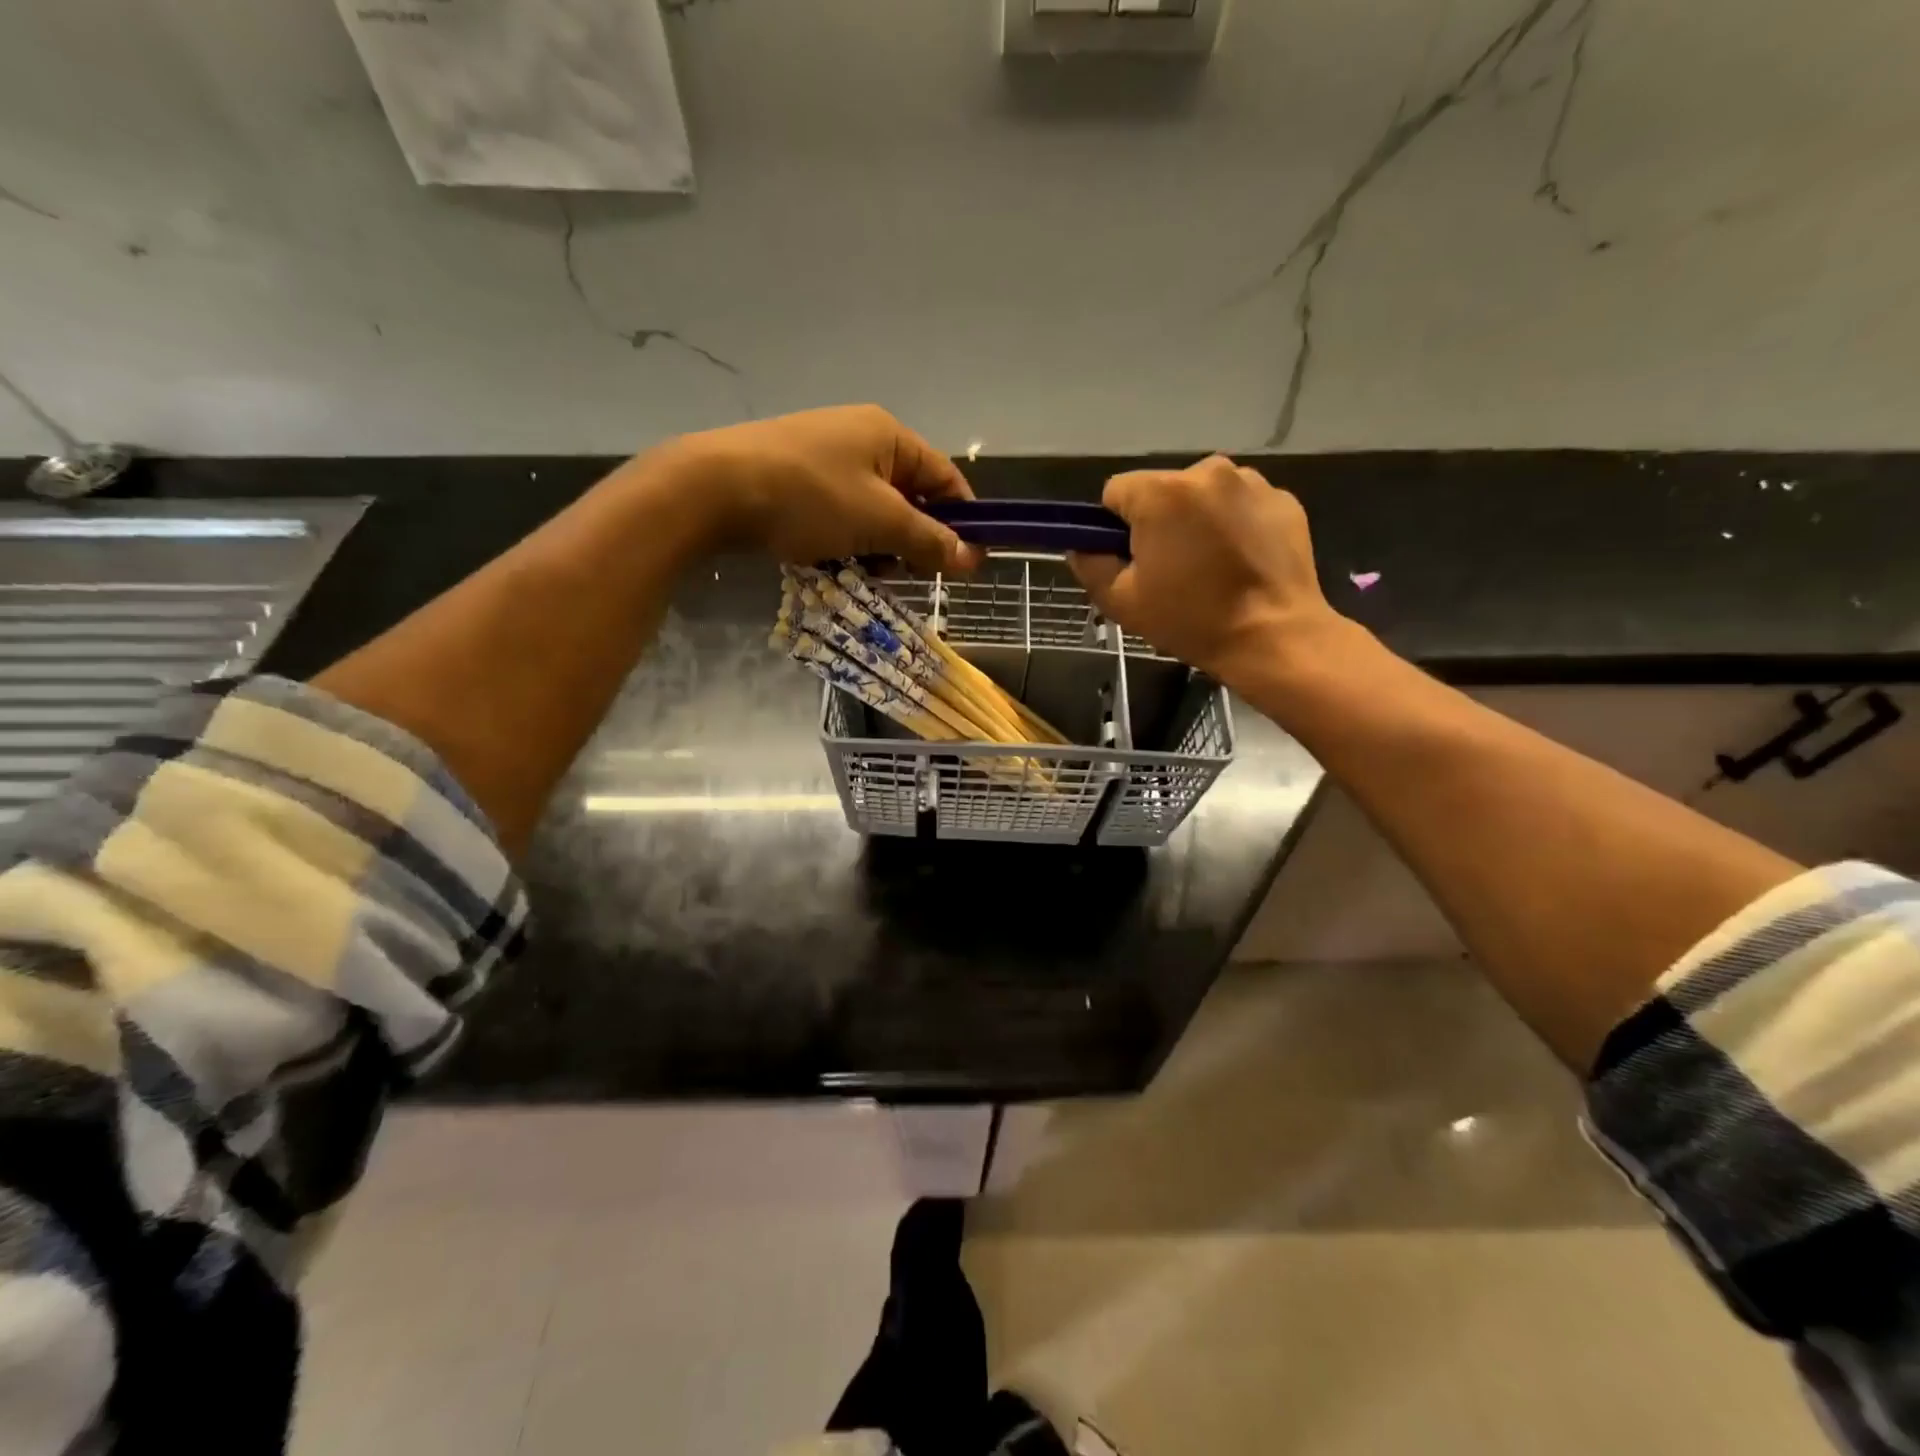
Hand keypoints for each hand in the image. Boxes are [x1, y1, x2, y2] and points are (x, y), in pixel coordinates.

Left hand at [642, 405, 984, 574]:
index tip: (968, 564)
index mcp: (889, 435)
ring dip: (876, 547)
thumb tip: (973, 558)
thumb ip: (929, 539)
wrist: (713, 489)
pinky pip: (839, 515)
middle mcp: (861, 438)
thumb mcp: (879, 522)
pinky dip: (843, 541)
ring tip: (860, 571)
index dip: (962, 521)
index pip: (946, 478)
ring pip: (872, 513)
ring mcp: (824, 457)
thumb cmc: (809, 498)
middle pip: (909, 497)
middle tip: (903, 574)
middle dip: (911, 540)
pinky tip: (829, 562)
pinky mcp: (796, 479)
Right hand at [1069, 455, 1342, 684]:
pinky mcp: (1283, 500)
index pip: (1116, 491)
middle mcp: (1208, 471)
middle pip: (1162, 490)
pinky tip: (1241, 563)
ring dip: (1197, 521)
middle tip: (1171, 570)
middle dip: (1159, 521)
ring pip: (1203, 496)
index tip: (1131, 560)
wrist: (1274, 636)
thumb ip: (1090, 566)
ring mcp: (1252, 482)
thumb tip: (1082, 547)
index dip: (1115, 527)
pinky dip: (1234, 526)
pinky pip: (1241, 505)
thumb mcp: (1122, 602)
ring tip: (1210, 567)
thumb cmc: (1191, 619)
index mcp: (1162, 492)